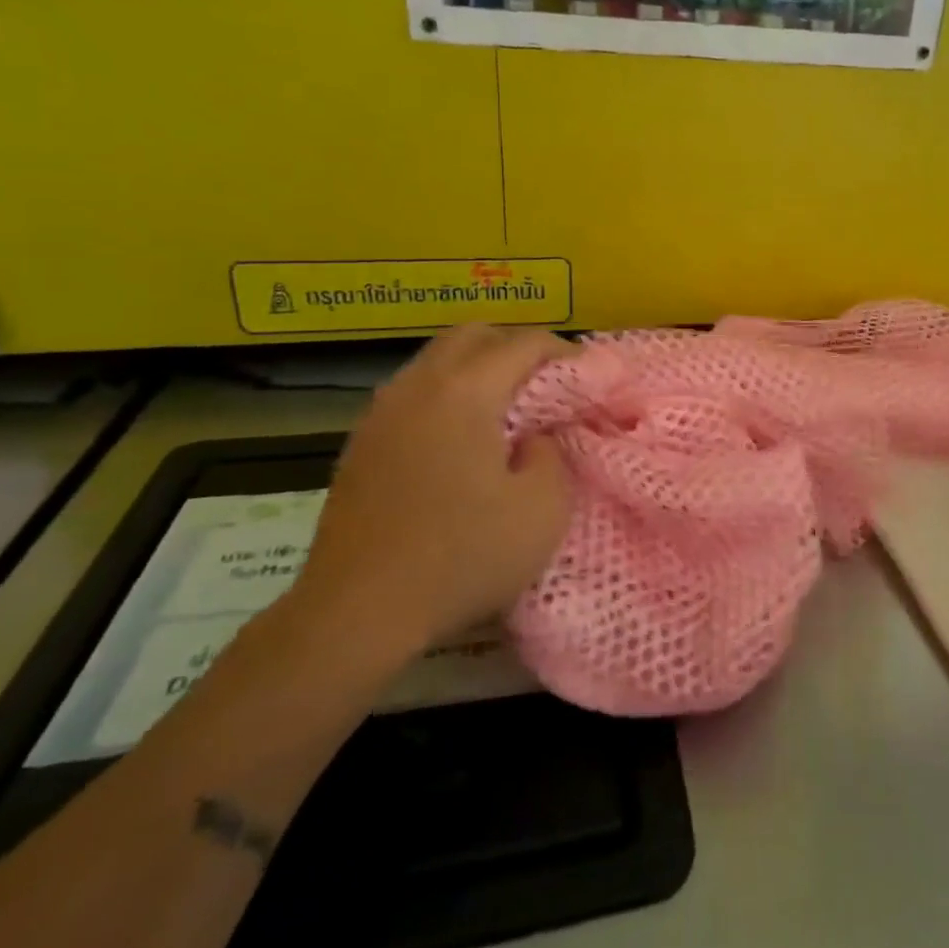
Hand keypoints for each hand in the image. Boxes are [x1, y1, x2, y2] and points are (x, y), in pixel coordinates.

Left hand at [286, 326, 573, 666]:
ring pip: (437, 360)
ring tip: (509, 409)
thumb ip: (551, 454)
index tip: (592, 379)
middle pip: (474, 335)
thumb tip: (531, 437)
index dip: (567, 353)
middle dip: (518, 347)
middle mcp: (418, 386)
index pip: (525, 343)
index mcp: (464, 392)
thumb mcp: (542, 509)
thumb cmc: (462, 557)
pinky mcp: (361, 444)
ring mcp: (381, 413)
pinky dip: (448, 396)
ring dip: (479, 369)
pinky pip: (414, 393)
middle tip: (549, 383)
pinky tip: (462, 440)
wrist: (356, 613)